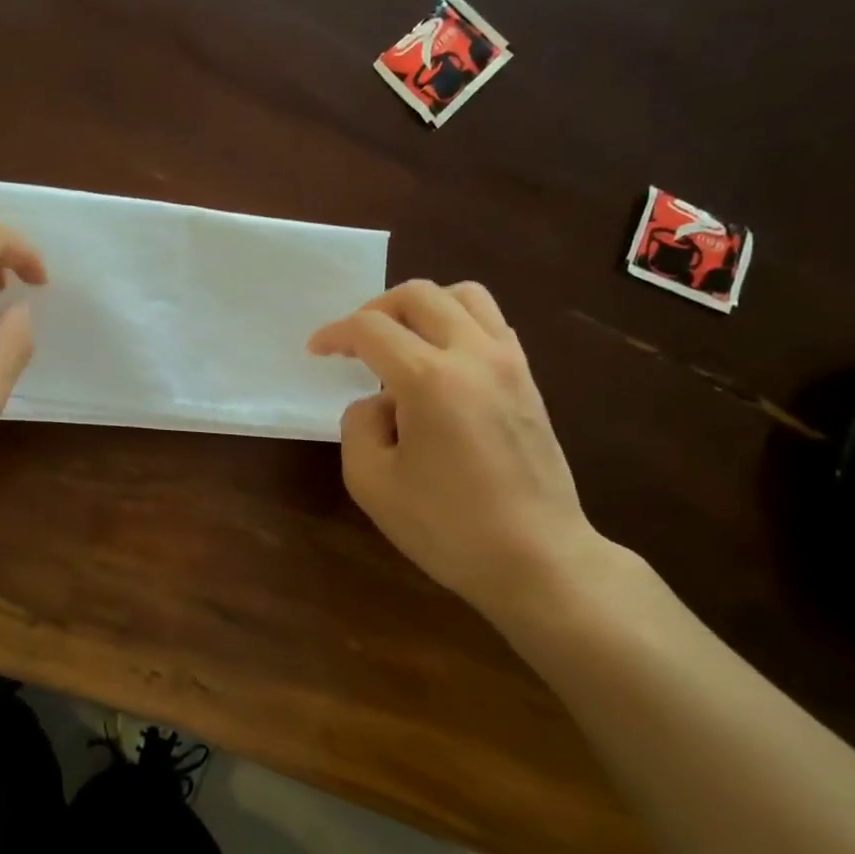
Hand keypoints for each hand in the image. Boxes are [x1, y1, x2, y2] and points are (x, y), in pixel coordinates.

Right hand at [308, 280, 622, 627]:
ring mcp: (509, 362)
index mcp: (429, 379)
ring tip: (402, 342)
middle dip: (375, 310)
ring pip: (463, 295)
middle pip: (418, 294)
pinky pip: (490, 322)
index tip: (317, 351)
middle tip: (355, 344)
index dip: (335, 334)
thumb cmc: (447, 527)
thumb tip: (379, 402)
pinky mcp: (528, 379)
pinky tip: (442, 361)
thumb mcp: (371, 482)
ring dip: (422, 307)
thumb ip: (358, 425)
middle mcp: (473, 355)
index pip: (371, 329)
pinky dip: (457, 323)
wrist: (537, 558)